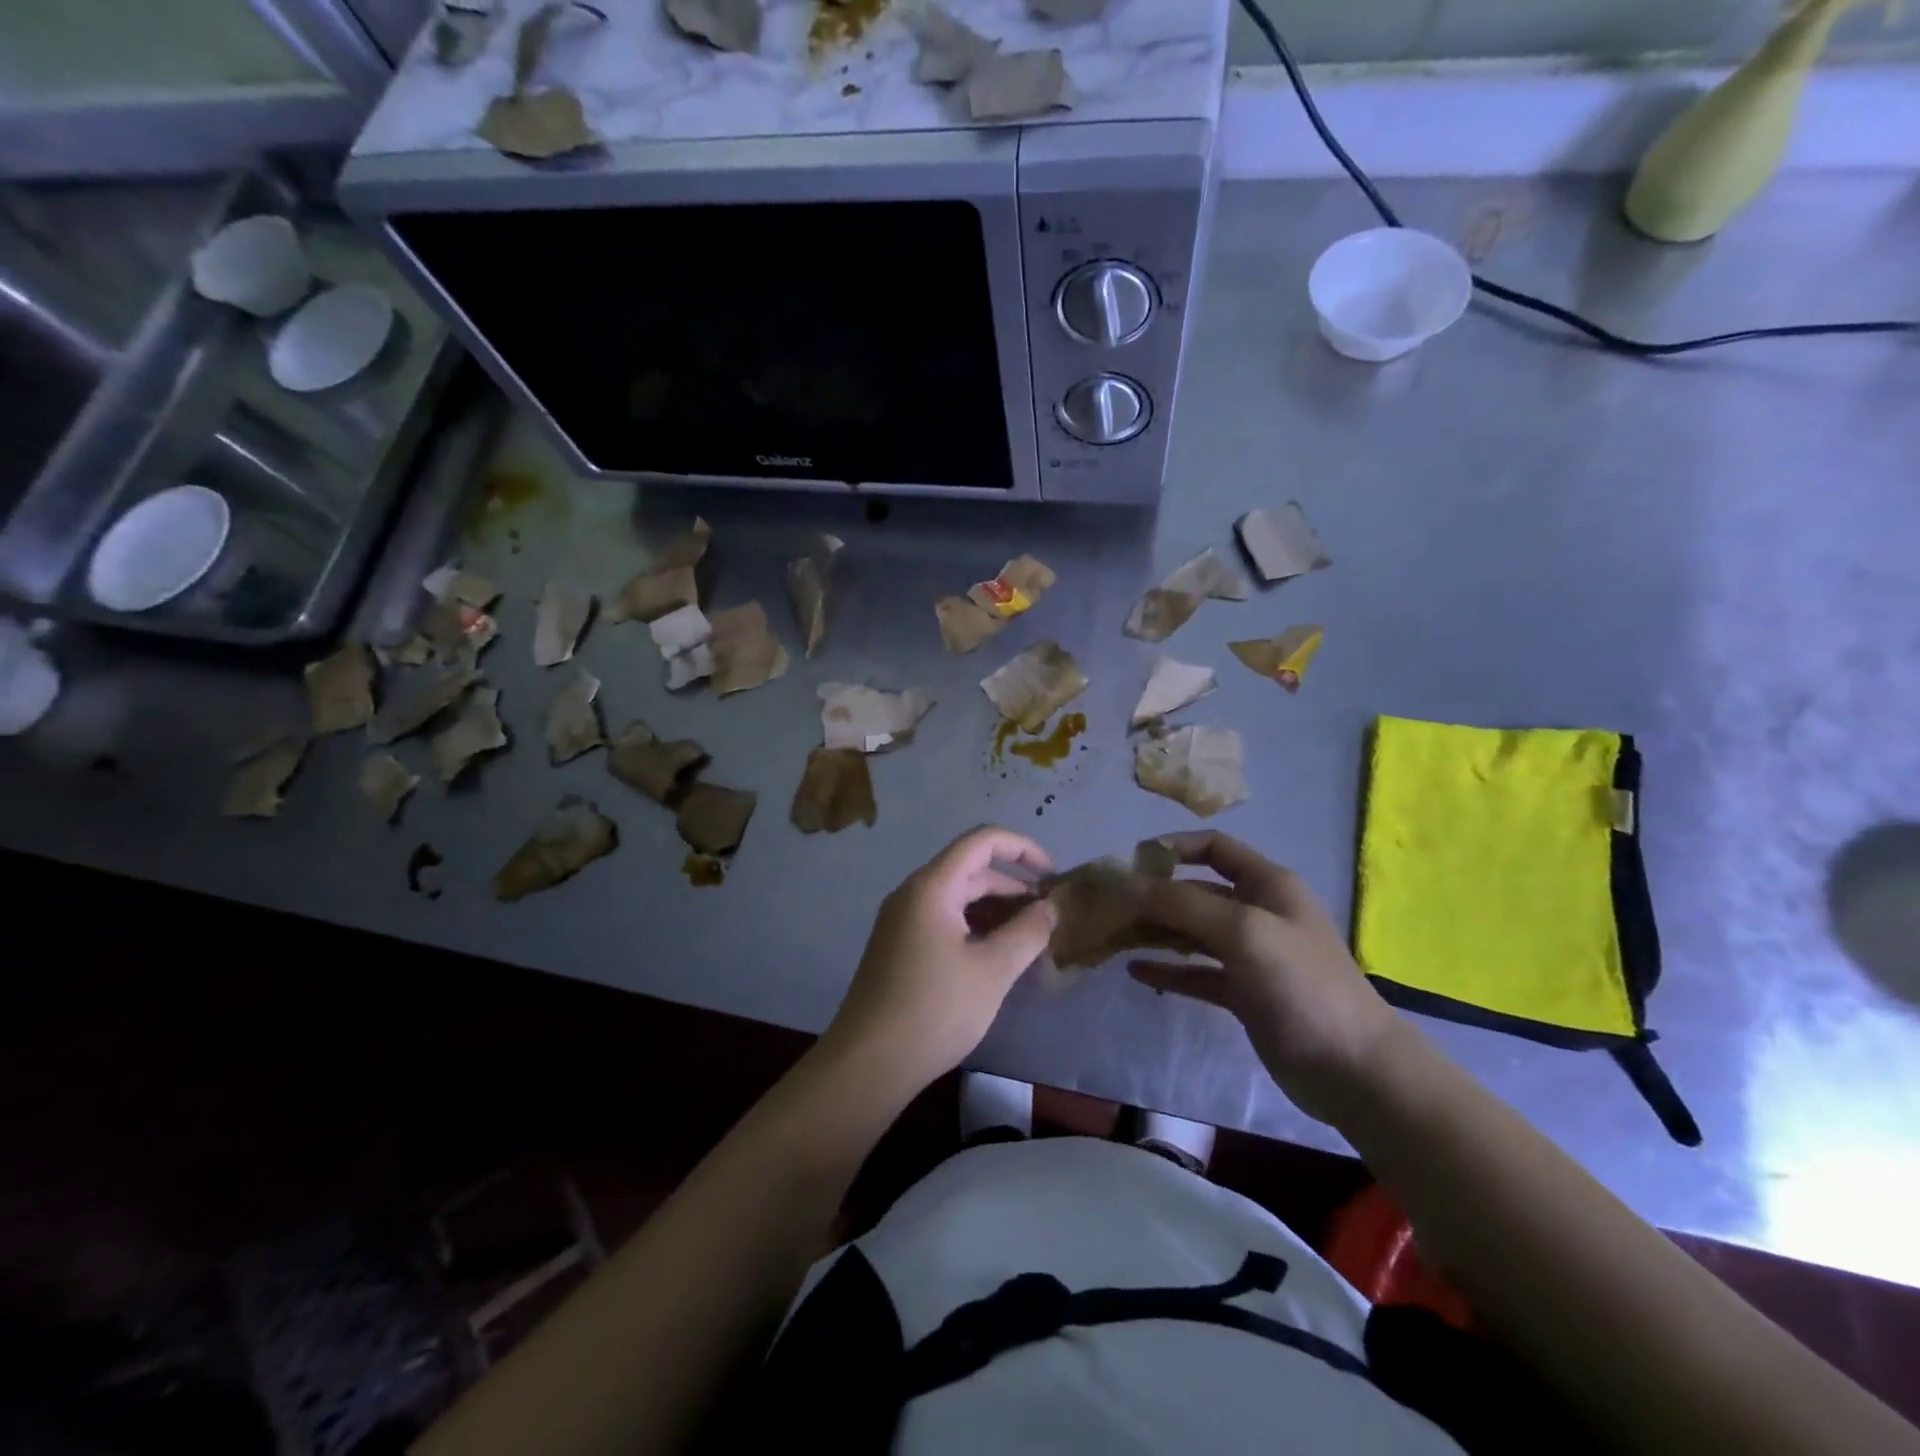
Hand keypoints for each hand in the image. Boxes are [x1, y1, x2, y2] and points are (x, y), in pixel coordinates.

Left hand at [823, 827, 1057, 1092]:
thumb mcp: (992, 970)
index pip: (981, 841)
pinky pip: (944, 920)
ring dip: (995, 910)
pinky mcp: (899, 946)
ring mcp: (902, 921)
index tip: (1052, 877)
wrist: (868, 1063)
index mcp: (932, 887)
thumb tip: (1050, 908)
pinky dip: (975, 927)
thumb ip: (1027, 932)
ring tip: (1030, 939)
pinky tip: (997, 957)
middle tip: (1048, 917)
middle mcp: (913, 893)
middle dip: (1013, 886)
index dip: (1022, 848)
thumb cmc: (934, 1009)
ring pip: (958, 898)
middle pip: (970, 870)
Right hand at [1129, 832, 1396, 1123]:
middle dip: (1154, 897)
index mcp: (1267, 885)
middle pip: (1195, 893)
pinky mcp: (1244, 994)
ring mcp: (1251, 955)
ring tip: (1113, 938)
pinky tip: (1136, 972)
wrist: (1353, 1070)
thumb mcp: (1243, 932)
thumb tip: (1131, 885)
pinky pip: (1197, 973)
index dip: (1174, 847)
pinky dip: (1169, 971)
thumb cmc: (1301, 985)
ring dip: (1155, 933)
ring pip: (1192, 933)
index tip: (1132, 862)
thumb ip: (1184, 904)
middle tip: (1108, 909)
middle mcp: (1257, 913)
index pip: (1215, 848)